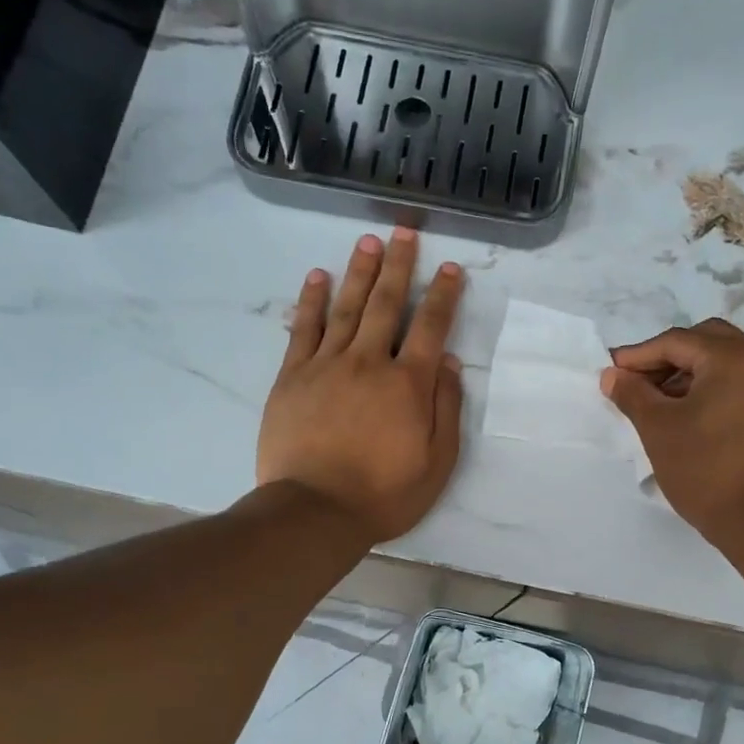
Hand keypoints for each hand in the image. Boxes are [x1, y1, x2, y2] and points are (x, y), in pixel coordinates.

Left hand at [258, 229, 465, 543]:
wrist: (316, 511)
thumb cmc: (385, 494)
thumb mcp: (437, 462)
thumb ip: (445, 408)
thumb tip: (446, 362)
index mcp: (408, 384)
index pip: (431, 327)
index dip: (443, 295)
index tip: (450, 268)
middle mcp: (369, 362)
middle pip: (387, 304)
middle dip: (400, 266)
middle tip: (404, 232)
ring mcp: (327, 366)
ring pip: (346, 307)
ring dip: (360, 272)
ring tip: (368, 242)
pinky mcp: (292, 377)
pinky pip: (304, 329)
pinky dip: (311, 300)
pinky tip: (317, 276)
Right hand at [600, 319, 743, 547]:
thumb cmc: (704, 471)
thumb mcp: (658, 429)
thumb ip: (632, 393)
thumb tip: (612, 375)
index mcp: (734, 358)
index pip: (677, 341)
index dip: (638, 355)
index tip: (611, 372)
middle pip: (705, 341)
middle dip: (666, 357)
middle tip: (636, 382)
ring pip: (724, 360)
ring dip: (688, 372)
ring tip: (657, 401)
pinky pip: (740, 380)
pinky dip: (711, 386)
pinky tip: (686, 411)